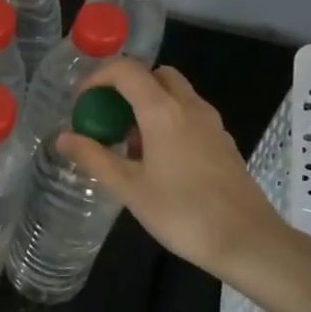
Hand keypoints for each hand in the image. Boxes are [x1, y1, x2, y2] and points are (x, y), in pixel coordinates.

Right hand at [56, 59, 302, 292]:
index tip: (82, 101)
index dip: (99, 77)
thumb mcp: (129, 188)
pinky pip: (190, 114)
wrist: (247, 241)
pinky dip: (168, 120)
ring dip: (149, 104)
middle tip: (108, 116)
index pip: (127, 71)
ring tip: (129, 142)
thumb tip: (63, 137)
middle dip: (128, 86)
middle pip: (156, 75)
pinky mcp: (223, 142)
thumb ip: (94, 158)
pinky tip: (158, 159)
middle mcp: (189, 107)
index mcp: (163, 111)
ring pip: (176, 94)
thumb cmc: (182, 213)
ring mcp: (211, 123)